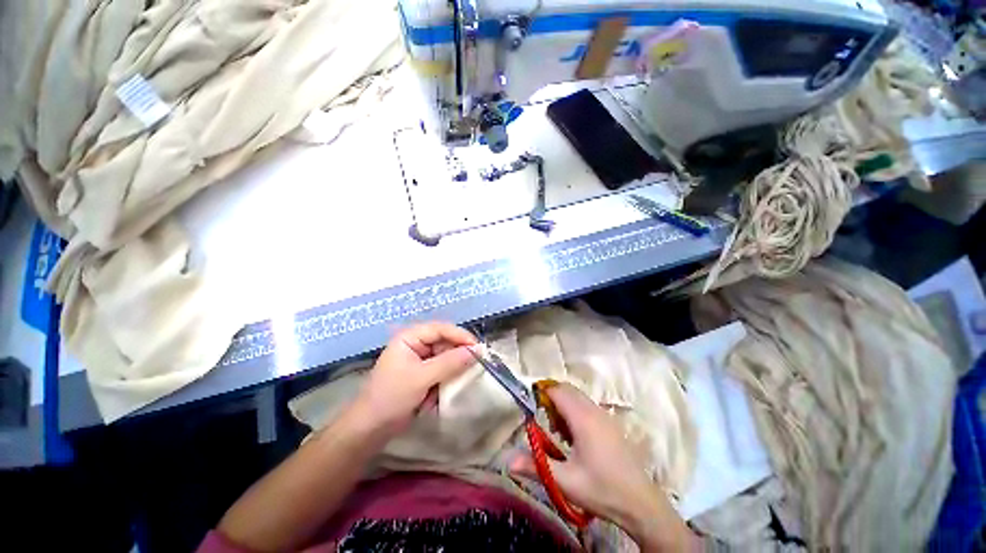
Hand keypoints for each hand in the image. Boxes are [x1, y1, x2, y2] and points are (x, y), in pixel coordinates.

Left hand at [351, 322, 477, 437]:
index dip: (460, 335)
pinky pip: (441, 369)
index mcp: (410, 337)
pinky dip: (447, 378)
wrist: (370, 429)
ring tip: (464, 377)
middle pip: (444, 342)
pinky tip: (448, 388)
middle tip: (476, 363)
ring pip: (445, 356)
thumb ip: (450, 362)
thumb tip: (476, 351)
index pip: (441, 329)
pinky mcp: (422, 374)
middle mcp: (415, 344)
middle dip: (458, 353)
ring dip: (453, 368)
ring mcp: (419, 359)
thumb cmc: (392, 397)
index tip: (478, 347)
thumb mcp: (422, 377)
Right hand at [510, 384, 693, 551]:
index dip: (542, 392)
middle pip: (567, 390)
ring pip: (577, 397)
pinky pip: (587, 406)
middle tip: (543, 421)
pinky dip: (574, 411)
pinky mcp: (610, 424)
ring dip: (563, 406)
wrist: (641, 503)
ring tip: (557, 431)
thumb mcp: (565, 481)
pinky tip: (574, 437)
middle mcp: (594, 410)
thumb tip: (507, 461)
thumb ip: (536, 466)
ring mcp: (604, 416)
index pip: (557, 390)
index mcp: (582, 418)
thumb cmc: (602, 490)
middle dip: (551, 398)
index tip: (530, 405)